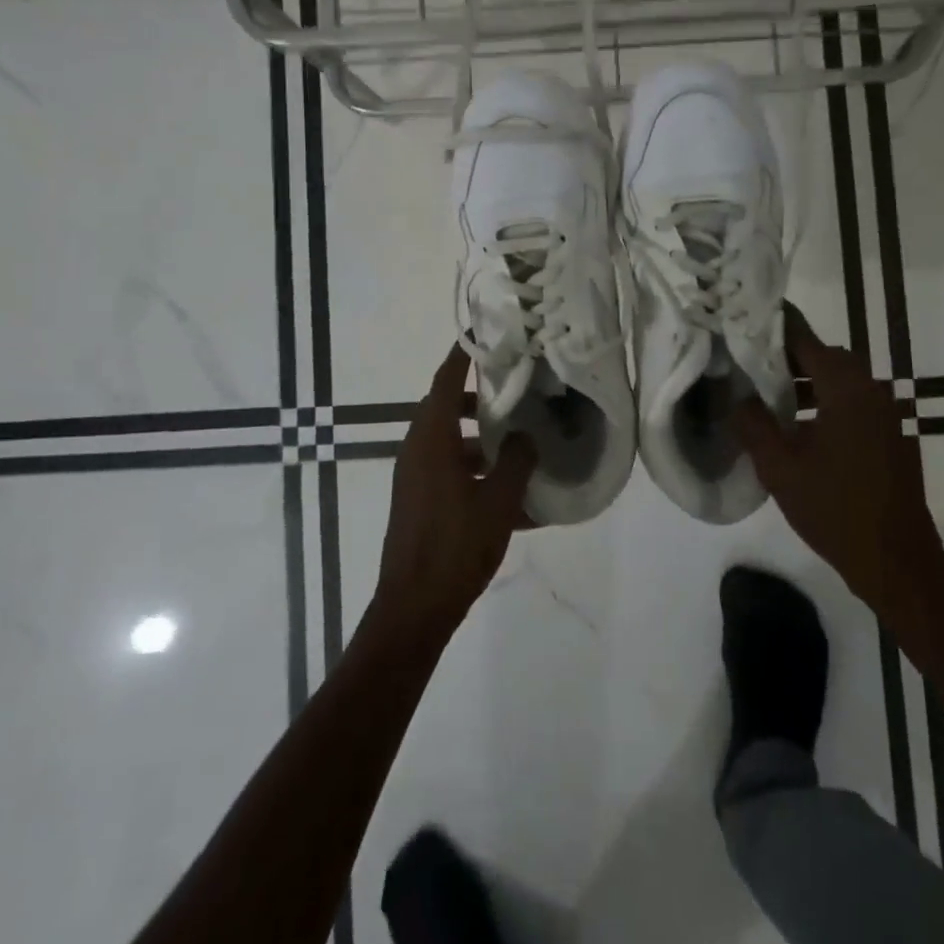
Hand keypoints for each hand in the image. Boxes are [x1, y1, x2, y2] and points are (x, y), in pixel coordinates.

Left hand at [372, 344, 537, 645]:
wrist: (414, 608)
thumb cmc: (456, 546)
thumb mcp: (498, 502)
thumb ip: (517, 462)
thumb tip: (529, 437)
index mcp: (431, 440)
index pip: (444, 381)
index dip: (463, 356)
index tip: (485, 336)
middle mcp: (418, 451)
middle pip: (447, 409)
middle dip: (481, 400)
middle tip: (516, 392)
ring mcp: (416, 478)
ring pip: (452, 443)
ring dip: (483, 440)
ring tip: (523, 444)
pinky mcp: (420, 502)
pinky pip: (451, 474)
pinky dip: (478, 474)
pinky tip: (515, 497)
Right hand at [732, 305, 943, 630]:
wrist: (896, 561)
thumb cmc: (834, 510)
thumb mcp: (779, 467)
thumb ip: (753, 424)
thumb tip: (738, 398)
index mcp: (846, 388)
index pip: (804, 338)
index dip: (774, 326)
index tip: (745, 319)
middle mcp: (872, 390)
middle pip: (826, 356)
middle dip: (788, 357)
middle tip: (751, 367)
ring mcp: (888, 413)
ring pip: (841, 380)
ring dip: (808, 382)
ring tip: (771, 400)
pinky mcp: (893, 435)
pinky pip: (854, 403)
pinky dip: (827, 402)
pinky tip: (801, 429)